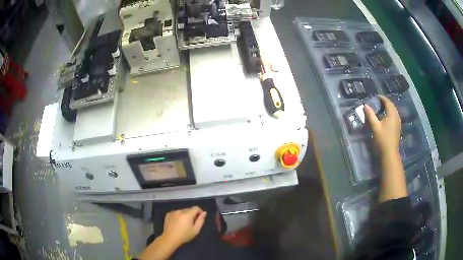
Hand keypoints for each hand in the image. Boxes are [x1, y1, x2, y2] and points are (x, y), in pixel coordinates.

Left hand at [162, 206, 206, 246]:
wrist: (170, 238)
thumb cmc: (184, 235)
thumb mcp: (196, 230)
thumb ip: (201, 220)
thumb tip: (204, 213)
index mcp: (187, 214)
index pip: (196, 208)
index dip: (200, 211)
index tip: (200, 217)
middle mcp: (180, 211)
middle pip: (189, 209)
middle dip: (192, 214)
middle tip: (192, 223)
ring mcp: (173, 212)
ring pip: (182, 211)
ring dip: (185, 215)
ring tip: (184, 224)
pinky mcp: (168, 214)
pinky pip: (176, 213)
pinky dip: (178, 216)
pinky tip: (177, 223)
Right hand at [364, 95, 400, 157]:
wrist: (389, 153)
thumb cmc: (382, 139)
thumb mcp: (375, 127)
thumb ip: (370, 115)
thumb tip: (365, 105)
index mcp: (392, 114)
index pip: (387, 102)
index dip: (382, 98)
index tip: (375, 97)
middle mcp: (396, 116)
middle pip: (391, 105)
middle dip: (385, 102)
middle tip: (377, 102)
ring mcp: (398, 122)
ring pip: (393, 111)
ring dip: (387, 108)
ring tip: (380, 108)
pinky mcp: (397, 127)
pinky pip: (394, 116)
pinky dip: (389, 113)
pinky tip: (385, 117)